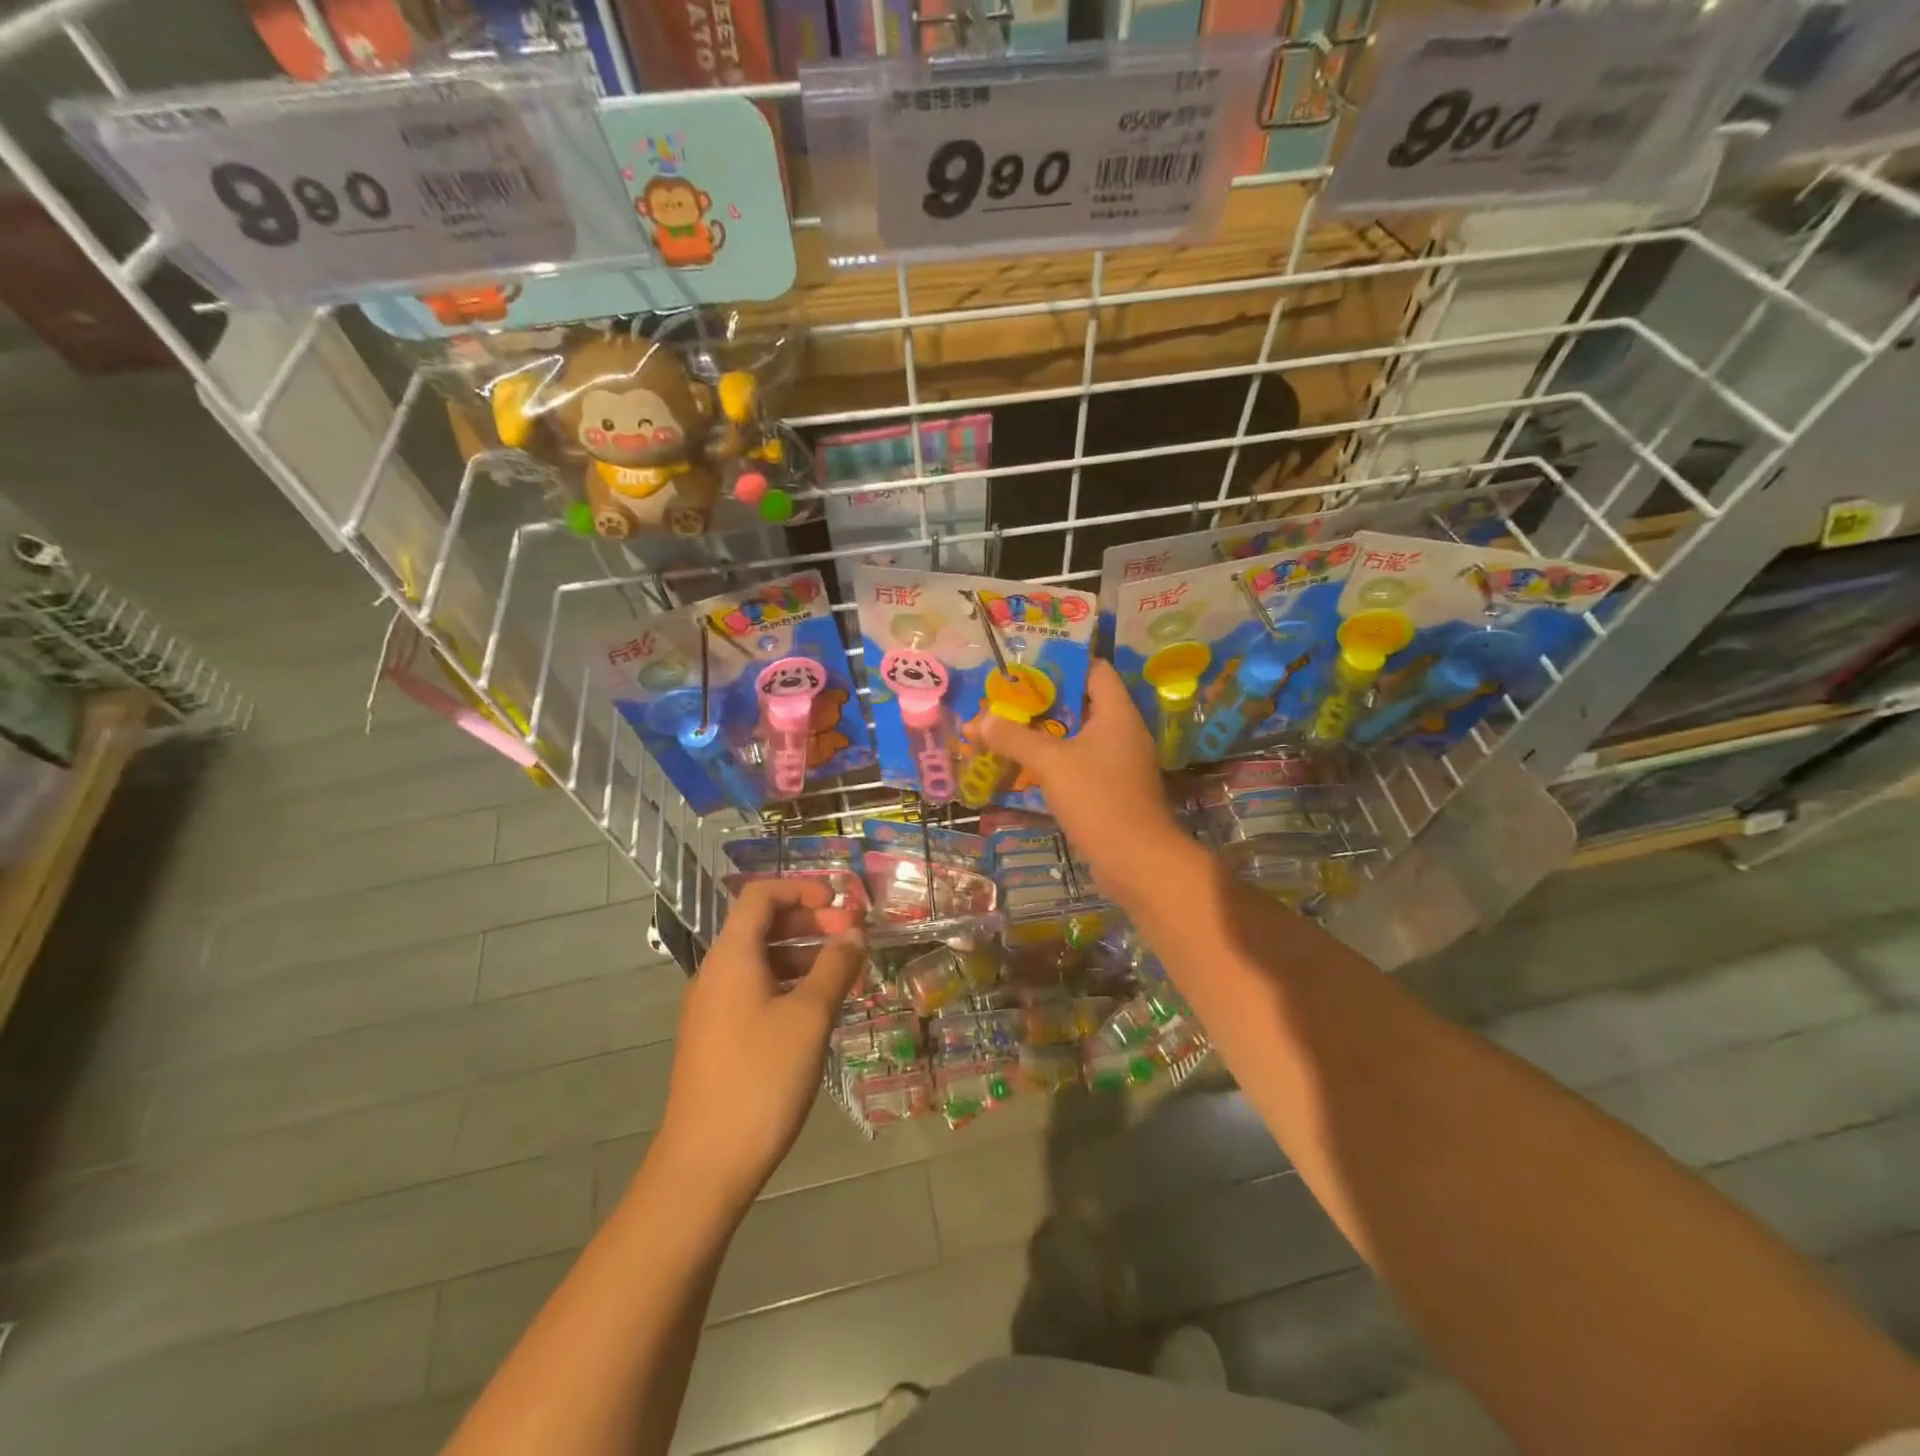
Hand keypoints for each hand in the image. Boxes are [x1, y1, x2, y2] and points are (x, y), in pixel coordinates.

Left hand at [655, 880, 865, 1204]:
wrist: (704, 1164)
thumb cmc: (761, 1079)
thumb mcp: (810, 1018)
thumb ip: (835, 967)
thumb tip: (854, 933)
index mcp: (732, 957)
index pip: (760, 895)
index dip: (801, 888)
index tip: (840, 903)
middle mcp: (716, 973)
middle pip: (761, 924)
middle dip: (809, 921)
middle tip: (852, 937)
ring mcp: (713, 1007)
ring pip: (761, 960)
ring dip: (803, 954)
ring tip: (844, 972)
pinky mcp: (717, 1037)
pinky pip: (755, 990)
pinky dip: (789, 983)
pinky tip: (818, 1008)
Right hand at [974, 659, 1186, 897]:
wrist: (1136, 861)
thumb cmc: (1098, 799)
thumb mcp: (1051, 763)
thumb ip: (1015, 738)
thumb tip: (980, 720)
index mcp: (1117, 713)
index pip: (1094, 670)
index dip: (1062, 663)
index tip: (1026, 667)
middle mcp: (1123, 732)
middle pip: (1082, 703)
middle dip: (1044, 701)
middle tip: (1006, 699)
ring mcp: (1120, 763)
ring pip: (1079, 736)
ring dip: (1046, 733)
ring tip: (1008, 729)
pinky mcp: (1113, 789)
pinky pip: (1080, 763)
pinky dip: (1055, 760)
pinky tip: (1026, 765)